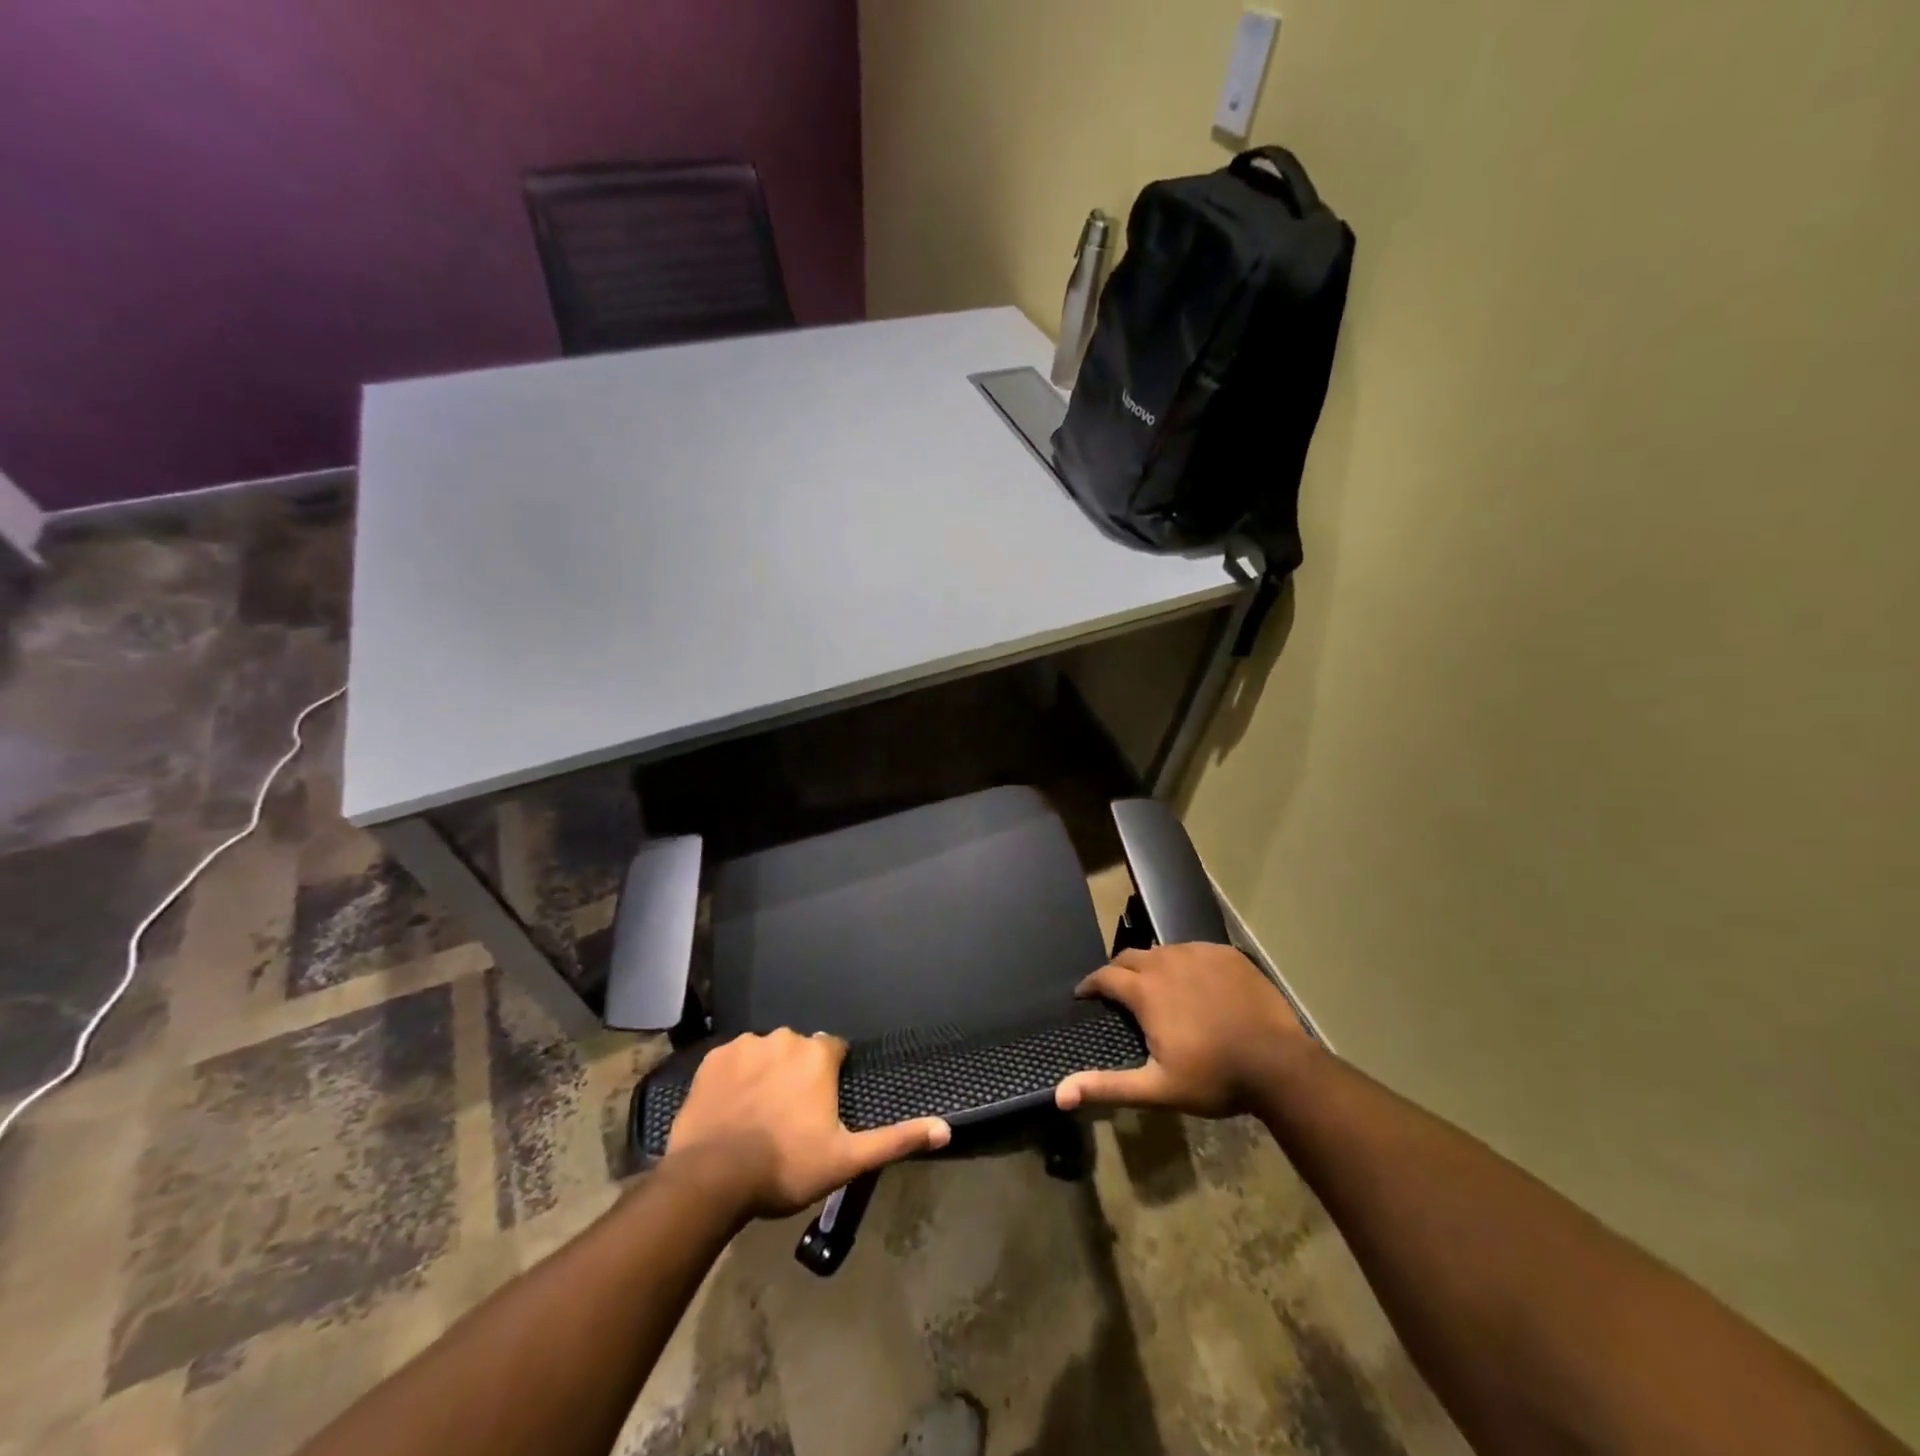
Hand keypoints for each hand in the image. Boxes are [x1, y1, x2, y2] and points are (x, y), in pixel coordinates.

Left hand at [664, 1029, 949, 1217]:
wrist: (712, 1178)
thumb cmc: (786, 1166)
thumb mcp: (847, 1159)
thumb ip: (896, 1140)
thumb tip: (946, 1129)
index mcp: (818, 1054)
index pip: (835, 1051)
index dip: (831, 1079)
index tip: (821, 1109)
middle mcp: (785, 1037)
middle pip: (799, 1050)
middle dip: (798, 1075)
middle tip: (789, 1118)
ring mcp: (745, 1045)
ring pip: (766, 1053)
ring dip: (767, 1074)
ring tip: (758, 1116)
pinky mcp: (713, 1058)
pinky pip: (733, 1061)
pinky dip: (735, 1078)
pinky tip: (731, 1109)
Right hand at [1056, 944, 1309, 1117]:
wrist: (1279, 1065)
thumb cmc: (1214, 1077)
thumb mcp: (1157, 1088)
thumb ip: (1107, 1086)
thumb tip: (1058, 1094)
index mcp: (1146, 990)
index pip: (1104, 976)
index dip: (1090, 985)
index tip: (1084, 996)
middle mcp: (1167, 961)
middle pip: (1130, 957)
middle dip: (1118, 972)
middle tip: (1118, 994)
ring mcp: (1199, 954)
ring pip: (1162, 951)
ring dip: (1151, 967)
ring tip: (1156, 989)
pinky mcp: (1226, 954)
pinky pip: (1194, 951)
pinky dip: (1184, 964)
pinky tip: (1194, 984)